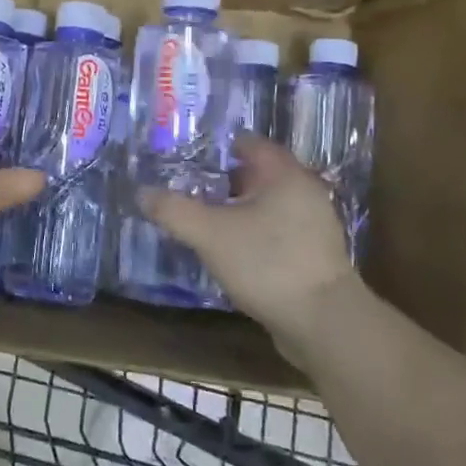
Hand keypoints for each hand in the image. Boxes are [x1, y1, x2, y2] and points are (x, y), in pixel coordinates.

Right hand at [139, 134, 363, 337]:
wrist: (323, 323)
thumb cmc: (267, 263)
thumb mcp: (210, 234)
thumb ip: (174, 210)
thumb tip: (142, 192)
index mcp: (284, 174)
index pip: (248, 143)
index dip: (216, 147)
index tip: (186, 156)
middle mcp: (304, 191)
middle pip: (257, 174)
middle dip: (222, 180)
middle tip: (188, 187)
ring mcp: (314, 224)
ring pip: (266, 204)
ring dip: (237, 209)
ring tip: (203, 219)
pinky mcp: (314, 254)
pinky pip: (276, 230)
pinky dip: (253, 232)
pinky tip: (230, 249)